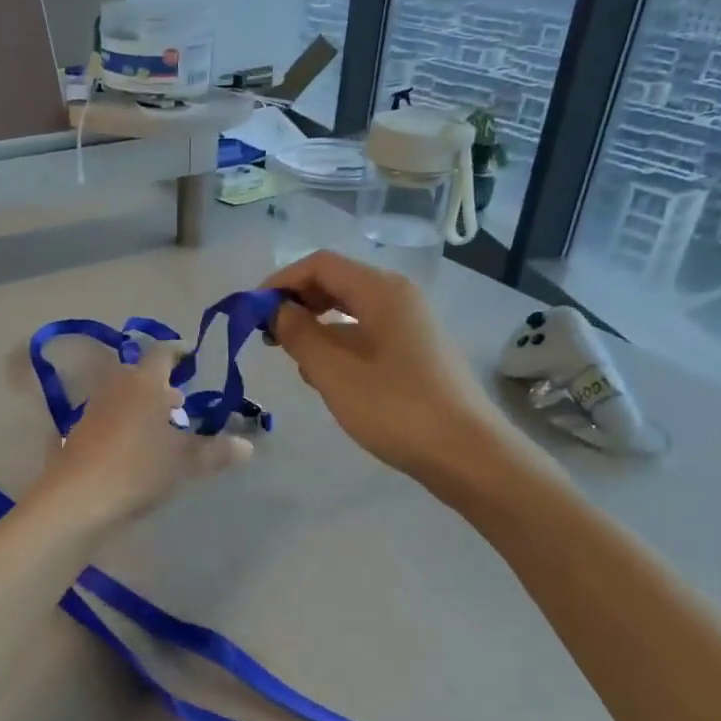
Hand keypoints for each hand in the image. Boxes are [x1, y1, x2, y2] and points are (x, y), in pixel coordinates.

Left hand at [32, 342, 252, 525]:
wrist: (77, 498)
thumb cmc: (137, 468)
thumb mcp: (185, 461)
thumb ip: (216, 451)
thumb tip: (248, 446)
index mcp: (144, 382)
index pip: (162, 353)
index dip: (179, 354)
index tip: (193, 360)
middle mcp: (116, 387)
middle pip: (141, 375)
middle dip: (162, 385)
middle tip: (182, 400)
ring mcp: (94, 409)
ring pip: (124, 396)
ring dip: (143, 405)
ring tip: (164, 427)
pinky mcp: (80, 433)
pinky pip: (110, 417)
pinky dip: (127, 423)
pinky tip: (137, 448)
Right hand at [264, 251, 540, 494]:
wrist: (468, 455)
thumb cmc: (397, 409)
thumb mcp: (335, 373)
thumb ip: (299, 335)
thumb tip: (276, 310)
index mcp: (382, 291)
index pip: (320, 265)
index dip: (281, 281)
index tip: (252, 312)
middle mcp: (399, 298)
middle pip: (337, 283)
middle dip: (297, 303)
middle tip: (268, 336)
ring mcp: (411, 326)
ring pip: (351, 312)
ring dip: (317, 328)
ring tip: (295, 362)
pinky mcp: (416, 354)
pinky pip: (367, 336)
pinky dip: (339, 347)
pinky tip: (326, 379)